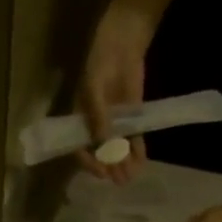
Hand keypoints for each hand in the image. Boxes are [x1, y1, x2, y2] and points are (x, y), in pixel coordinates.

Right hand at [75, 2, 153, 183]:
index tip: (101, 172)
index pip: (81, 148)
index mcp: (80, 120)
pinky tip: (142, 162)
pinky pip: (134, 139)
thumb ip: (99, 118)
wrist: (123, 41)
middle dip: (110, 168)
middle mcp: (96, 126)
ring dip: (124, 164)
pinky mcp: (132, 118)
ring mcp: (115, 123)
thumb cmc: (101, 62)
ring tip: (131, 176)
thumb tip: (104, 146)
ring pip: (118, 149)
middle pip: (101, 154)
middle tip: (119, 180)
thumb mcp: (94, 89)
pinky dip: (138, 151)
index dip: (90, 162)